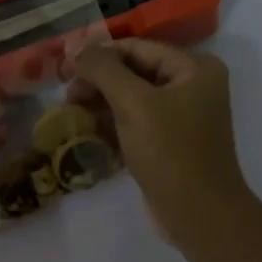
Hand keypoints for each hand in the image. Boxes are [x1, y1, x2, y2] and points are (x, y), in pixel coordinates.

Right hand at [69, 40, 252, 245]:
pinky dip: (112, 126)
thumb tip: (76, 47)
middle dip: (98, 82)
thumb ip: (104, 70)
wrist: (197, 214)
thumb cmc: (170, 152)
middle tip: (66, 96)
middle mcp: (192, 87)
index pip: (138, 48)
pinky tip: (87, 134)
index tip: (64, 68)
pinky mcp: (169, 144)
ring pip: (132, 100)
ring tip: (71, 115)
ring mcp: (181, 118)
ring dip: (100, 105)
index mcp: (195, 69)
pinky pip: (135, 125)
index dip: (99, 55)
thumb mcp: (134, 104)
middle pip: (135, 72)